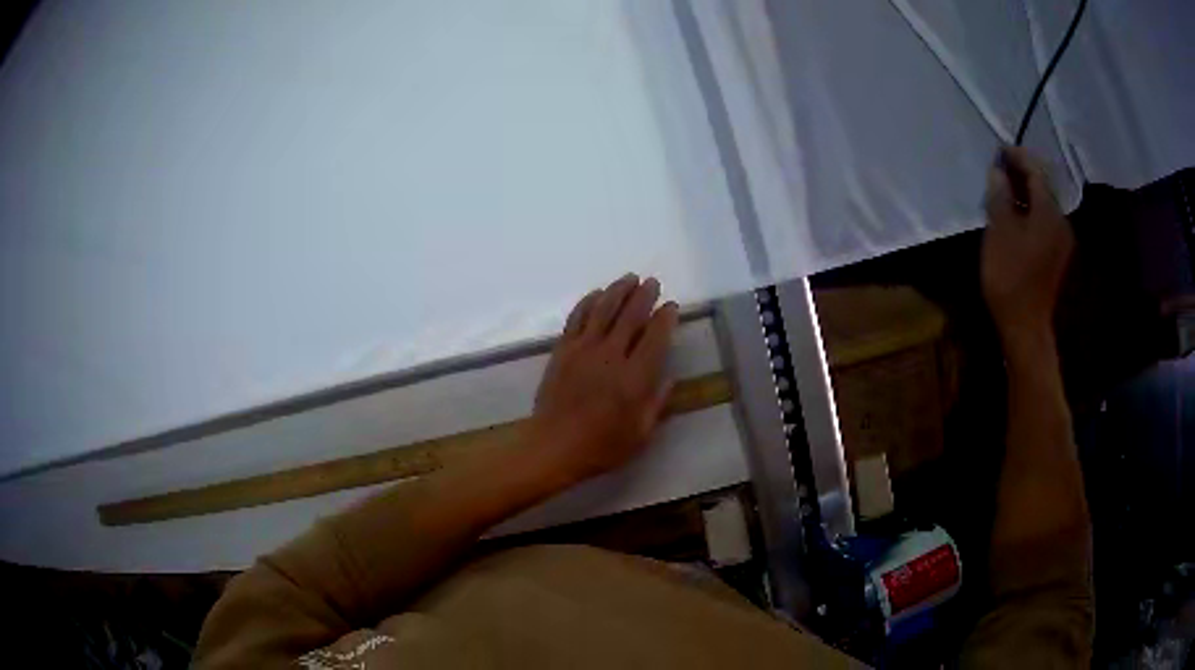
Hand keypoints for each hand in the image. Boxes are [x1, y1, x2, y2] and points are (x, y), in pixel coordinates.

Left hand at [526, 273, 678, 485]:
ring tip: (629, 278)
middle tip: (652, 282)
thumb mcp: (641, 432)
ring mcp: (583, 349)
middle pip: (631, 315)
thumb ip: (657, 401)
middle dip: (644, 295)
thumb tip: (668, 376)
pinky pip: (577, 318)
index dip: (666, 318)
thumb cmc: (602, 445)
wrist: (554, 446)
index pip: (655, 336)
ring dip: (618, 290)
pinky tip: (597, 294)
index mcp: (635, 377)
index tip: (672, 306)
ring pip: (603, 309)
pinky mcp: (563, 350)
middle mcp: (611, 355)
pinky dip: (588, 302)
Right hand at [982, 147, 1073, 346]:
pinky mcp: (1057, 258)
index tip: (999, 149)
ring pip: (1043, 206)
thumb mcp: (999, 230)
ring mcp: (1062, 242)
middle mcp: (1061, 222)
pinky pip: (1044, 223)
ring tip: (1005, 190)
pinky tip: (1016, 216)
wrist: (1026, 327)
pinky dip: (1030, 212)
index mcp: (1049, 212)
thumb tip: (999, 172)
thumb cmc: (1010, 276)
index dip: (1017, 157)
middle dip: (1022, 174)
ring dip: (1025, 194)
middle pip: (1042, 188)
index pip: (1035, 172)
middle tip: (1000, 168)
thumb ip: (1000, 195)